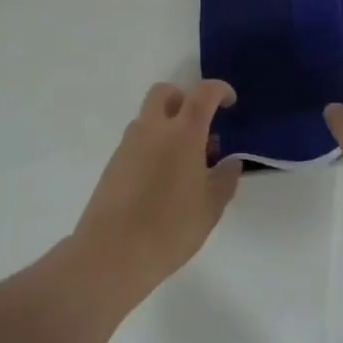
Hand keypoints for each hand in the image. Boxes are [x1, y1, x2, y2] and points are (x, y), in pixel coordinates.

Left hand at [71, 81, 241, 304]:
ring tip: (184, 162)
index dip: (219, 90)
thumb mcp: (211, 208)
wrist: (112, 252)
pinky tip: (162, 179)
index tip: (230, 102)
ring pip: (149, 117)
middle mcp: (153, 129)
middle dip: (184, 99)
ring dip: (167, 124)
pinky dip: (152, 145)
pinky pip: (137, 140)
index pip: (203, 93)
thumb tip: (230, 162)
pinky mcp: (113, 163)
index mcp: (183, 133)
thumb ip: (225, 179)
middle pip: (165, 92)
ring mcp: (128, 144)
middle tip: (199, 126)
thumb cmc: (170, 228)